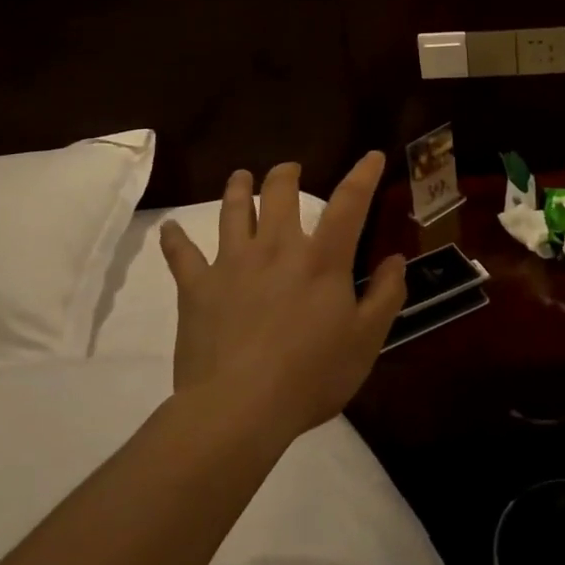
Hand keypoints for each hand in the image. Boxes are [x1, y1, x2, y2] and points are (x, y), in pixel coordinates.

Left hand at [158, 153, 405, 442]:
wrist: (239, 408)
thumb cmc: (311, 375)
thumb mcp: (366, 340)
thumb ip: (386, 295)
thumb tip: (395, 259)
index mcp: (322, 259)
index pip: (349, 204)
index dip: (363, 175)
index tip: (372, 156)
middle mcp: (277, 248)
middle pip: (279, 194)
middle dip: (286, 175)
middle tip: (290, 170)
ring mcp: (232, 264)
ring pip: (233, 212)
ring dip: (238, 189)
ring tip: (240, 177)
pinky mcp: (197, 288)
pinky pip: (182, 255)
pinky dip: (175, 240)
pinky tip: (169, 229)